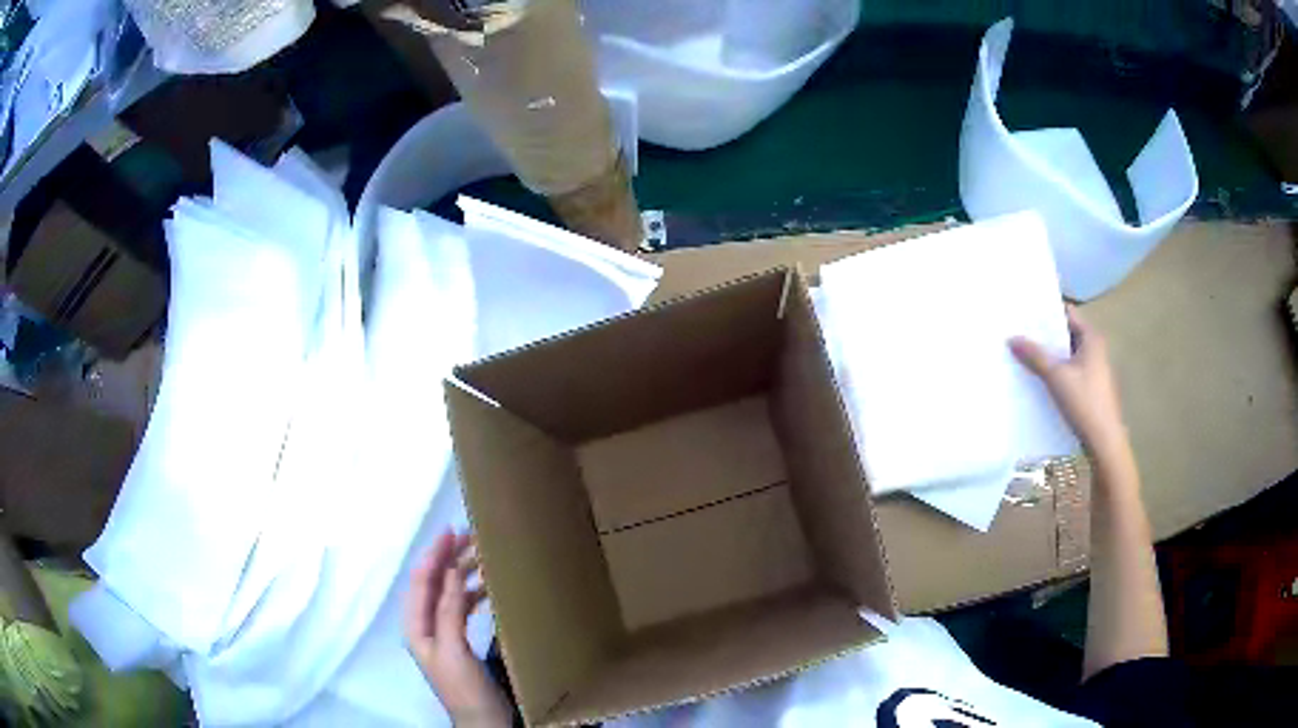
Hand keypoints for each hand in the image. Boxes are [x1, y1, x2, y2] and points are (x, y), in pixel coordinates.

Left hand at [404, 530, 510, 726]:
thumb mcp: (454, 650)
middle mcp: (424, 626)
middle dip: (448, 559)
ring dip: (461, 574)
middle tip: (473, 537)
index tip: (451, 531)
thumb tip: (452, 571)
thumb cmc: (464, 688)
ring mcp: (441, 635)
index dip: (434, 555)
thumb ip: (449, 611)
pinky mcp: (458, 643)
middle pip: (433, 584)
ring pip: (448, 594)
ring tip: (482, 557)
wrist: (483, 722)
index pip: (421, 581)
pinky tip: (486, 588)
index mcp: (416, 627)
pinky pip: (461, 608)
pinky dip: (471, 593)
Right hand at [1010, 306, 1130, 463]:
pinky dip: (1056, 372)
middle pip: (1066, 334)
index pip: (1067, 314)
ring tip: (1025, 354)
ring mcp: (1094, 370)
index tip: (1026, 313)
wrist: (1104, 441)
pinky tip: (1040, 379)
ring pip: (1067, 355)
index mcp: (1091, 338)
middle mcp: (1095, 349)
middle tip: (1020, 333)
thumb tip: (1012, 338)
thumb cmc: (1084, 402)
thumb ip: (1035, 356)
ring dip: (1050, 355)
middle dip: (1045, 335)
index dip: (1047, 312)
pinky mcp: (1090, 389)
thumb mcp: (1056, 377)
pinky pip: (1070, 372)